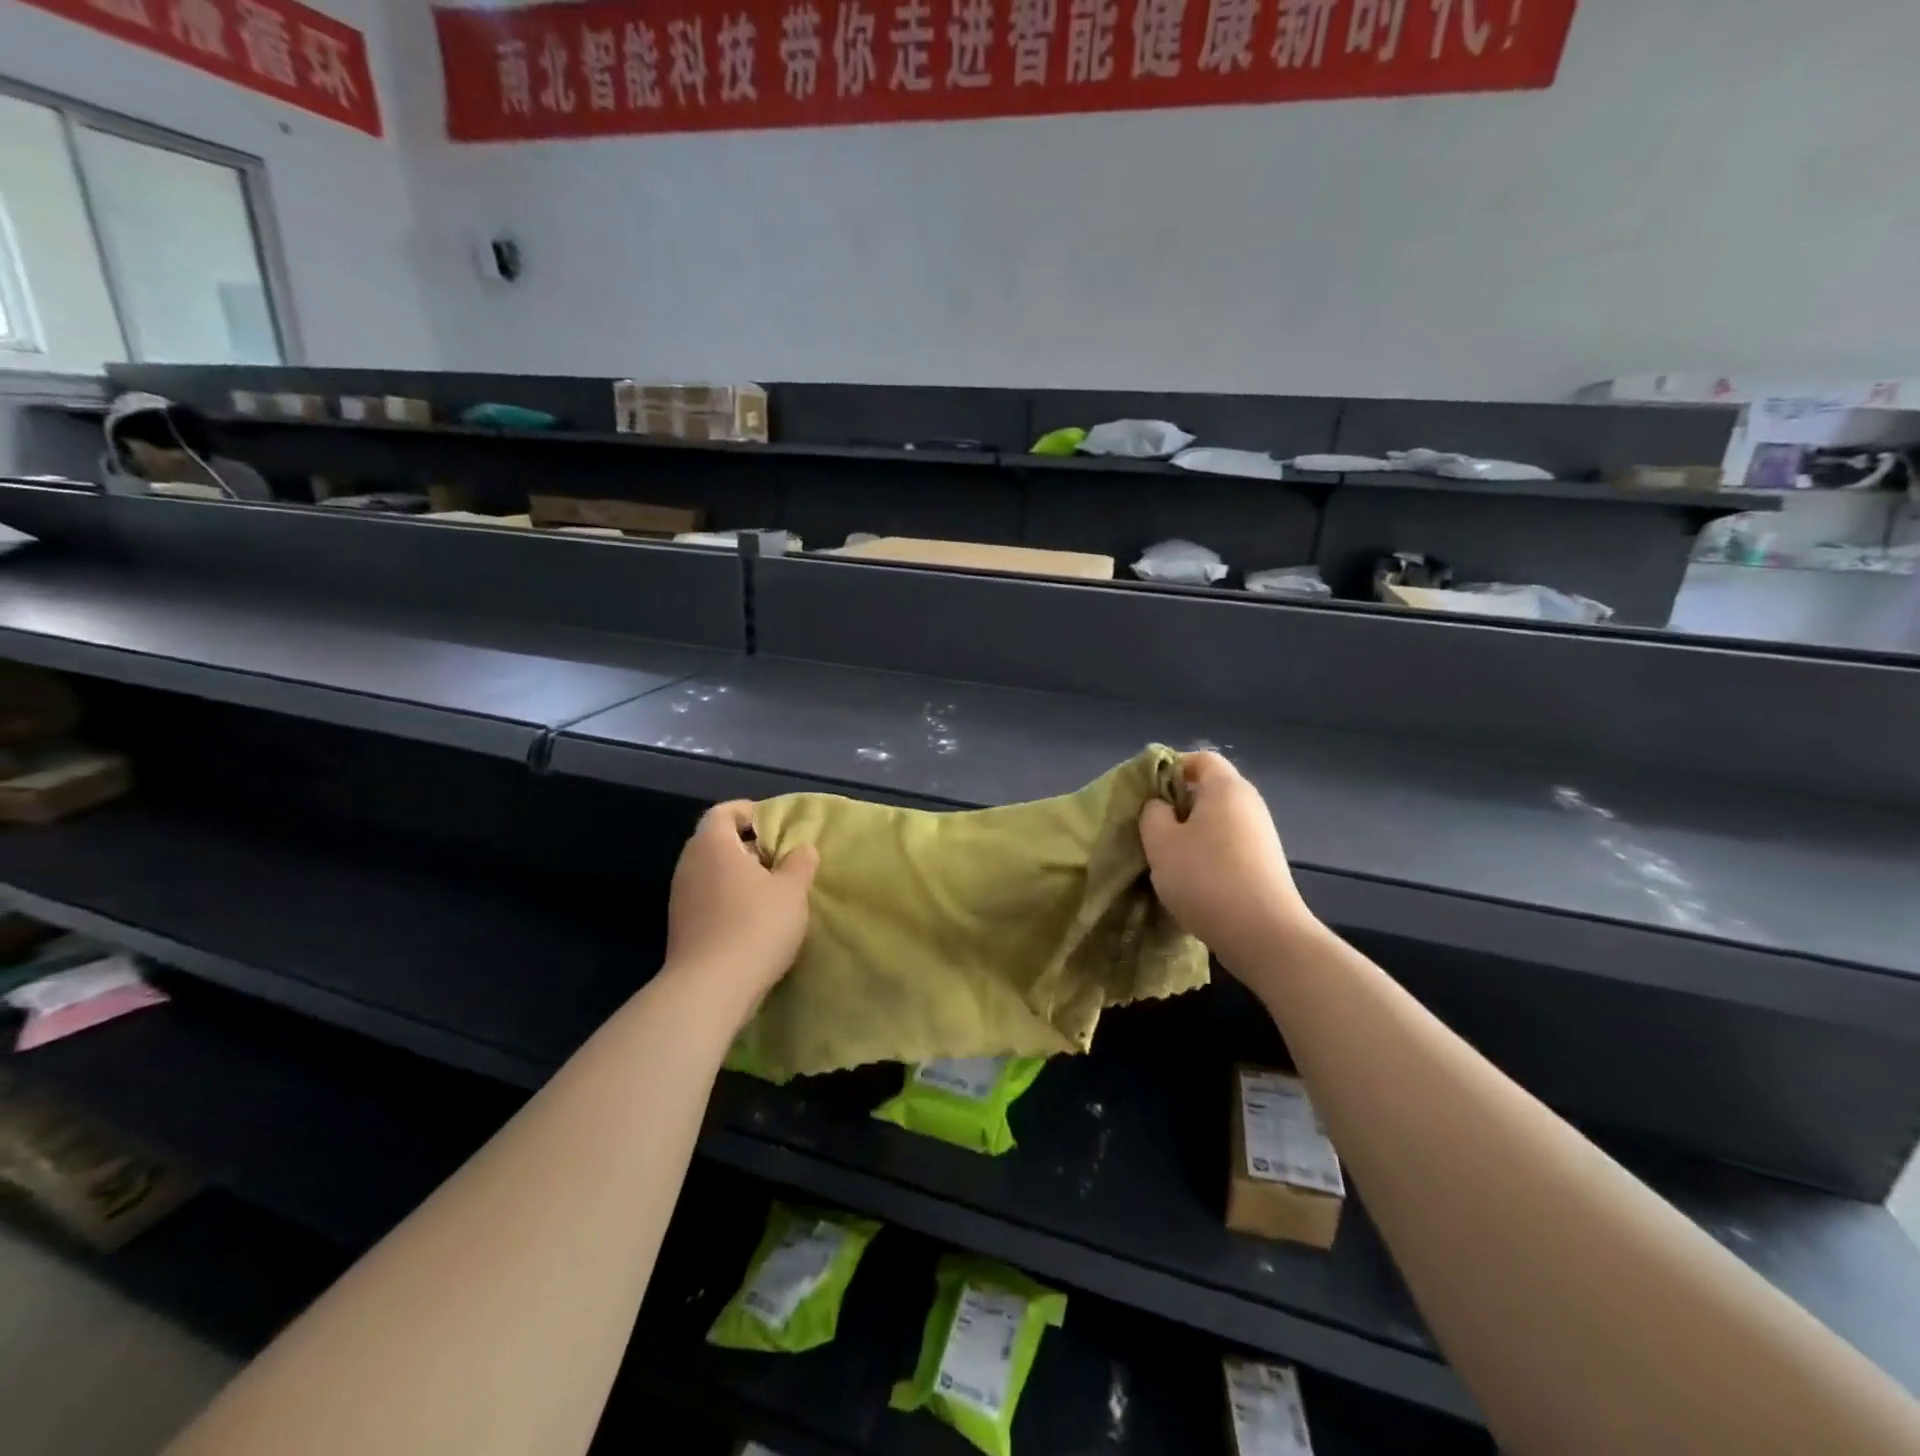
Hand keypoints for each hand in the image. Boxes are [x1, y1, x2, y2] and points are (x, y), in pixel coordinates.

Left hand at [663, 801, 817, 1022]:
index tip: (772, 822)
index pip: (723, 812)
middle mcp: (689, 864)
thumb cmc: (756, 925)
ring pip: (711, 873)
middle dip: (746, 846)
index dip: (747, 812)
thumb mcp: (792, 891)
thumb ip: (799, 863)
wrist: (710, 988)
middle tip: (778, 857)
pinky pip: (706, 899)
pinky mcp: (680, 927)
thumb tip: (802, 849)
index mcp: (713, 845)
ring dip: (737, 876)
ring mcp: (680, 898)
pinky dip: (727, 899)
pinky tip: (752, 920)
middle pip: (715, 842)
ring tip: (770, 890)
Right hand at [1139, 752, 1316, 979]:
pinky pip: (1228, 846)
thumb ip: (1153, 814)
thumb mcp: (1160, 842)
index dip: (1171, 767)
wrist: (1263, 934)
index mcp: (1226, 788)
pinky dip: (1208, 855)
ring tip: (1167, 859)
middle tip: (1150, 828)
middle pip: (1209, 790)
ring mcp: (1261, 835)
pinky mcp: (1265, 864)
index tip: (1147, 792)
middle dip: (1177, 805)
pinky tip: (1192, 881)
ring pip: (1217, 821)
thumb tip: (1162, 807)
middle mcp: (1249, 804)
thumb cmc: (1205, 878)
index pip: (1200, 758)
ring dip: (1190, 834)